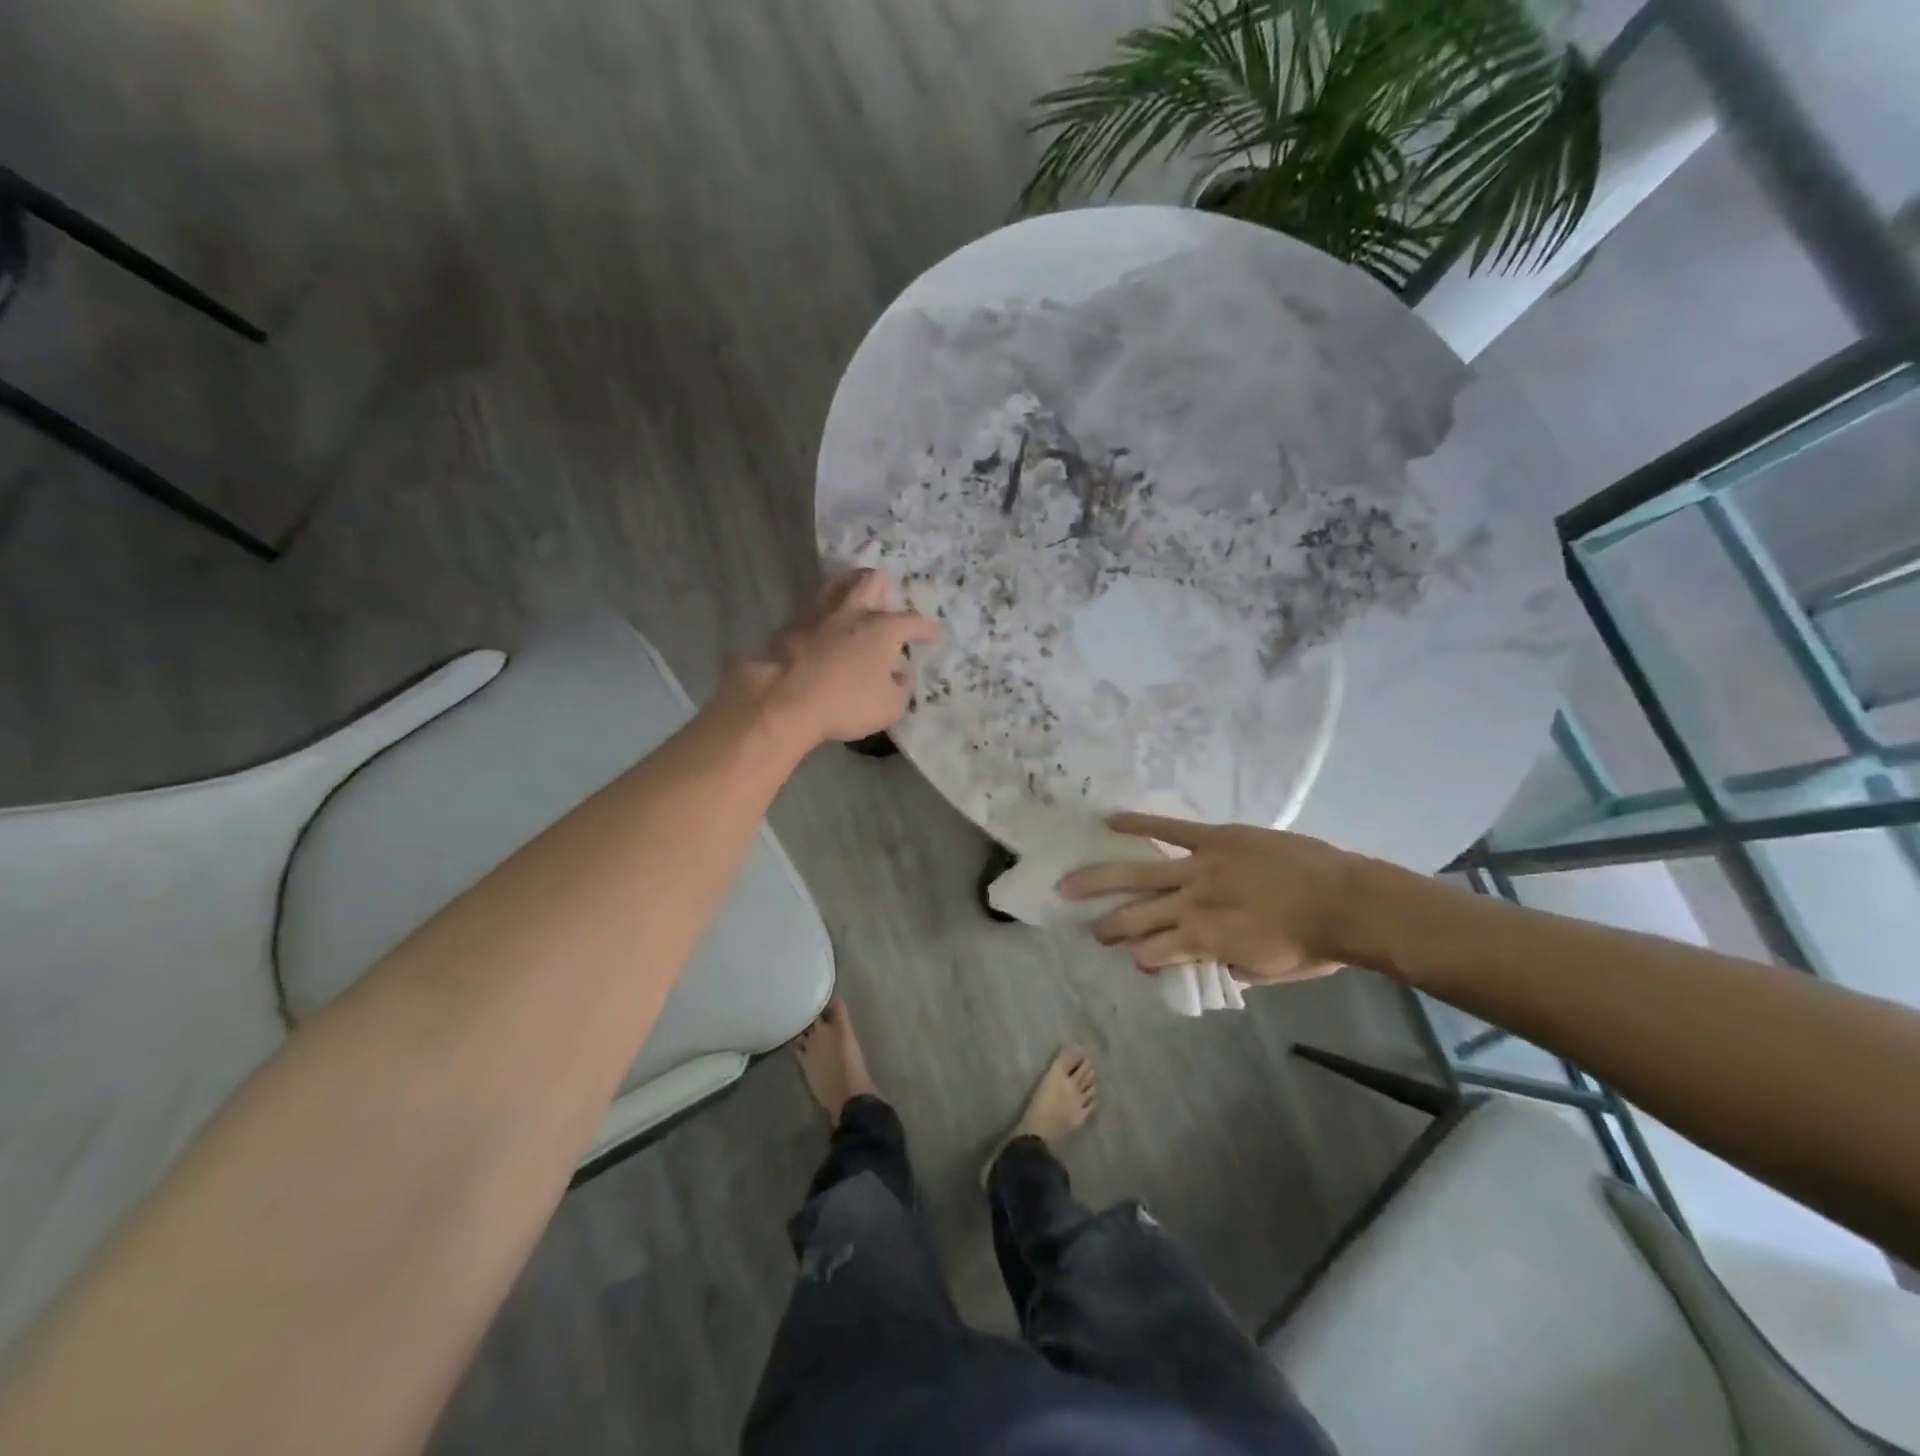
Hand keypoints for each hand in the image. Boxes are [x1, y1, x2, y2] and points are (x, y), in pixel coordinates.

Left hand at [742, 568, 940, 746]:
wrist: (783, 700)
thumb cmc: (845, 704)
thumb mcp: (889, 707)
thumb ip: (901, 686)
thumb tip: (900, 673)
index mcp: (882, 628)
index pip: (914, 621)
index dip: (928, 629)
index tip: (935, 636)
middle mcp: (852, 611)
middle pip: (870, 580)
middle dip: (883, 587)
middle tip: (885, 601)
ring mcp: (818, 614)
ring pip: (836, 586)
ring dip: (849, 591)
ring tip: (853, 606)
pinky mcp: (790, 625)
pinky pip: (813, 610)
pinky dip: (823, 616)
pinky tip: (824, 630)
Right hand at [1056, 813, 1363, 982]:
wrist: (1347, 902)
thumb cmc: (1313, 944)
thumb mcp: (1268, 972)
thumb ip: (1229, 968)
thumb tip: (1205, 963)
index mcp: (1202, 940)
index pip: (1152, 953)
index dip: (1140, 959)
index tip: (1136, 958)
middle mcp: (1190, 904)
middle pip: (1134, 916)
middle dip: (1106, 926)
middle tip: (1087, 928)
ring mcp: (1199, 867)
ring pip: (1137, 874)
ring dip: (1098, 881)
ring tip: (1069, 884)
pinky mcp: (1214, 838)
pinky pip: (1169, 829)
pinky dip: (1138, 824)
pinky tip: (1109, 821)